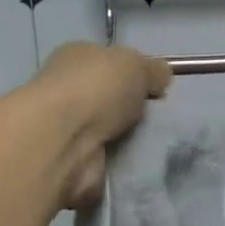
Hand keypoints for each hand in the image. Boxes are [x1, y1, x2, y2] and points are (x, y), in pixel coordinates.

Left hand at [31, 43, 170, 208]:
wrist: (63, 141)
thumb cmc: (96, 89)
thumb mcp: (136, 64)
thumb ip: (152, 70)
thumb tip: (160, 77)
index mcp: (75, 58)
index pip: (107, 62)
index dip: (133, 74)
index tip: (157, 90)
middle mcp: (66, 92)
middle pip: (109, 100)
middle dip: (132, 111)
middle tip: (161, 119)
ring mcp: (66, 130)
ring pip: (109, 134)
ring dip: (130, 141)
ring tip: (158, 144)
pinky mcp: (72, 164)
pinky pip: (108, 164)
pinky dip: (123, 167)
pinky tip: (143, 165)